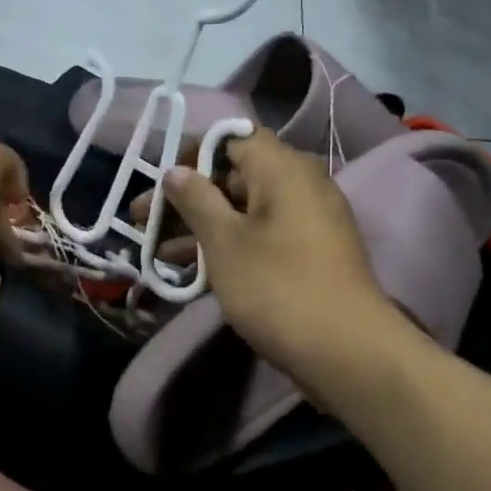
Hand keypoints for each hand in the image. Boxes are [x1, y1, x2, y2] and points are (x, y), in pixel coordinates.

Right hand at [162, 130, 395, 377]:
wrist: (347, 353)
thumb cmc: (277, 287)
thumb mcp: (224, 241)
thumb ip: (196, 199)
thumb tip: (176, 171)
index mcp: (282, 168)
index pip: (232, 137)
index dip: (191, 152)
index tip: (160, 179)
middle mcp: (299, 184)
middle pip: (233, 175)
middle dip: (186, 197)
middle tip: (142, 221)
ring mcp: (307, 220)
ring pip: (243, 210)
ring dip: (200, 227)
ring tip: (155, 253)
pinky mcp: (308, 253)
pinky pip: (260, 235)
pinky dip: (228, 245)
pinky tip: (191, 272)